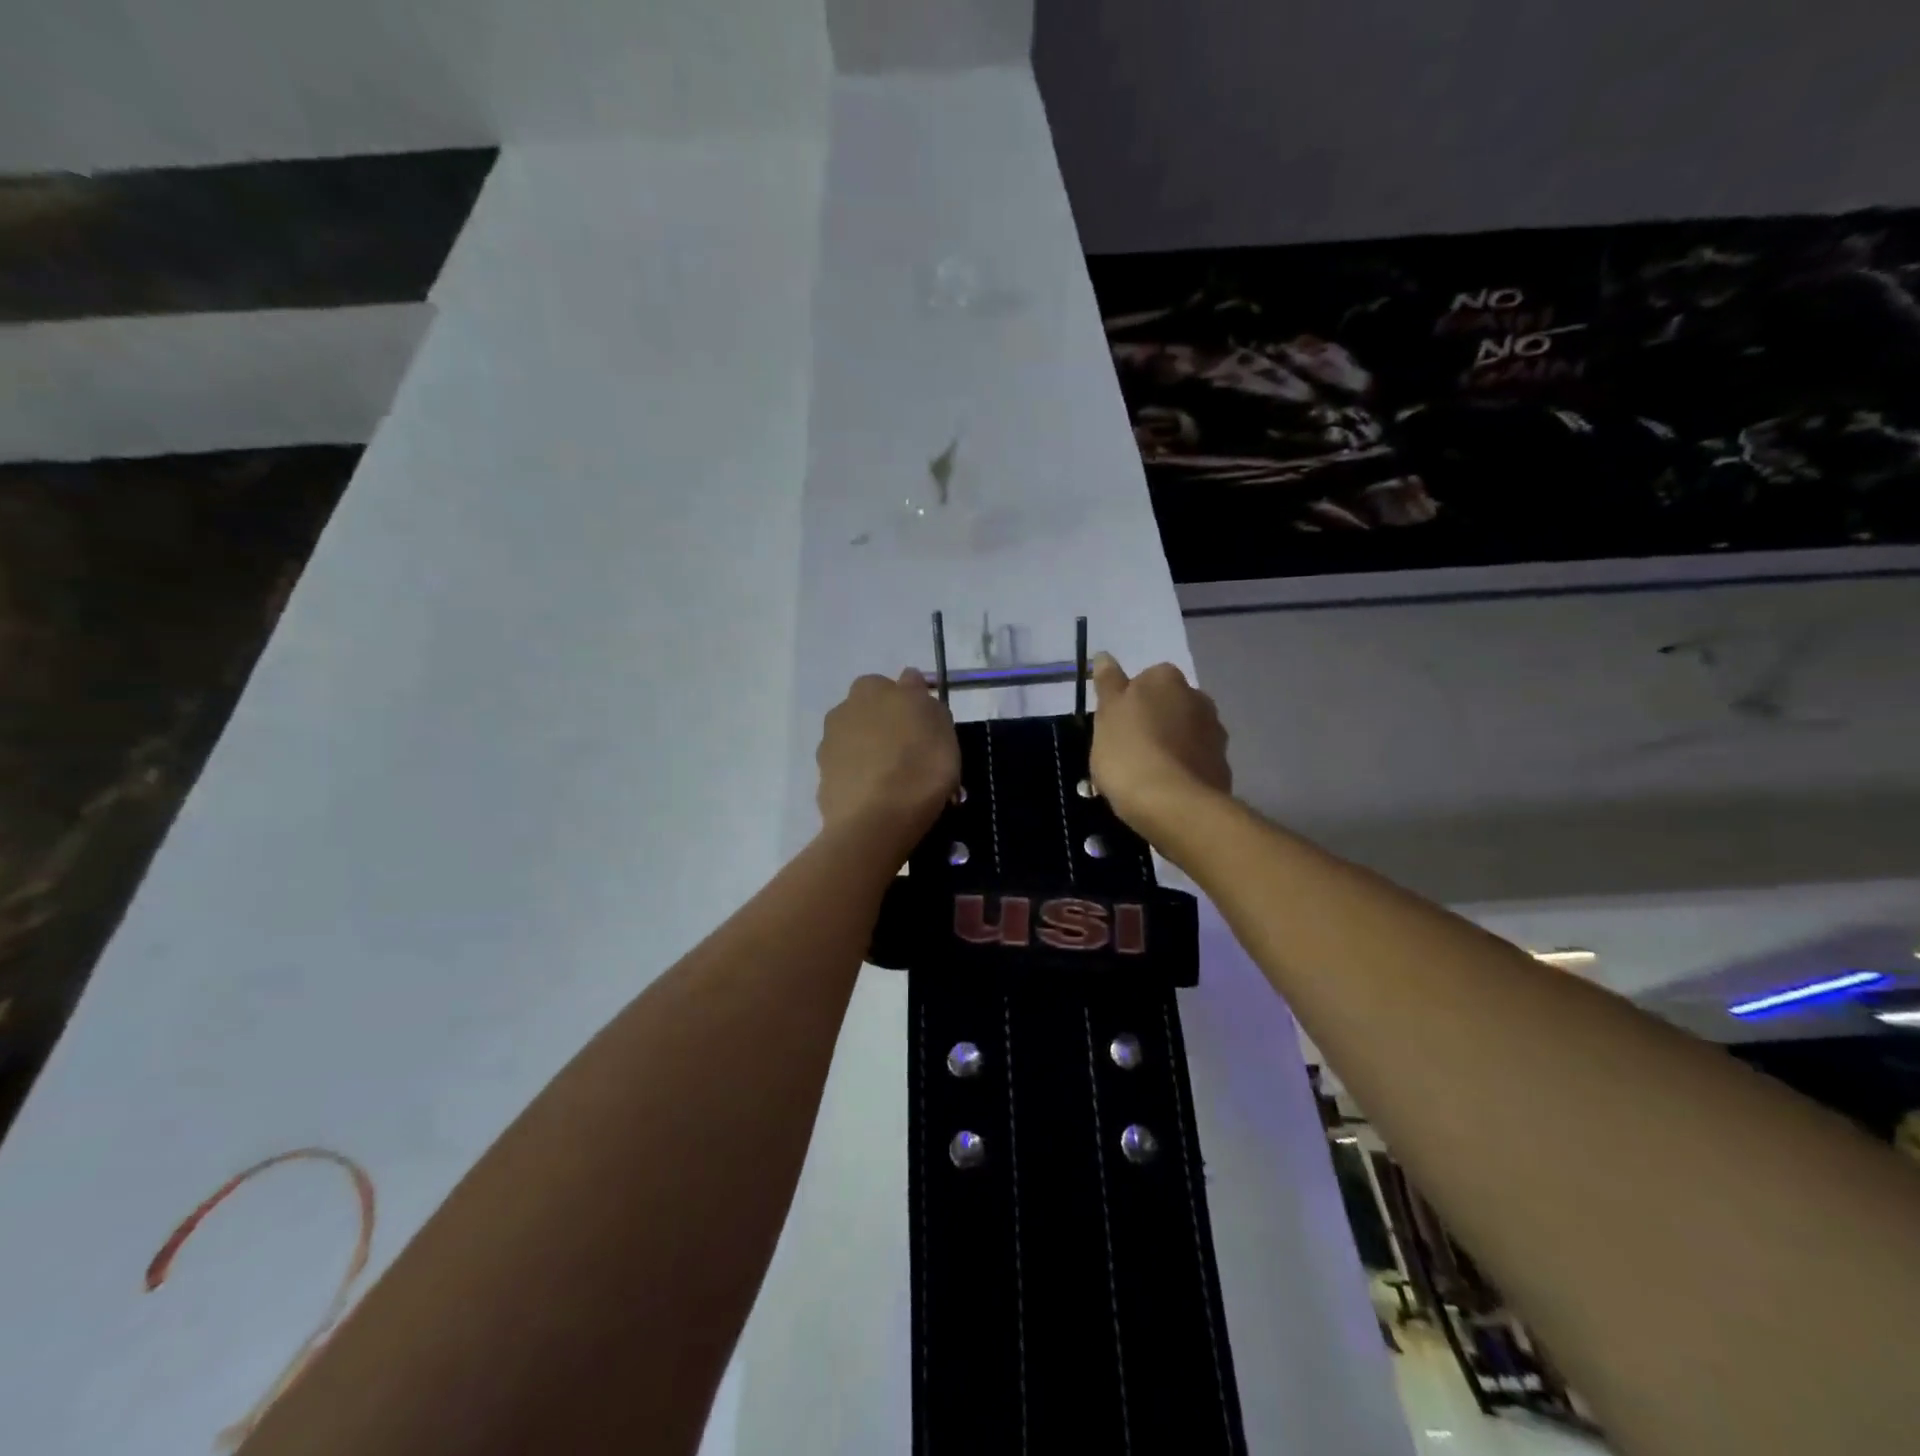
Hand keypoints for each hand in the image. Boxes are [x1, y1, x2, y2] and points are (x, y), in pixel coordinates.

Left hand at [816, 670, 959, 847]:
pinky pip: (848, 770)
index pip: (899, 685)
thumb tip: (911, 685)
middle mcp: (845, 708)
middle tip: (912, 753)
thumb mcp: (943, 728)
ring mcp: (829, 743)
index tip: (928, 729)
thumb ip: (926, 702)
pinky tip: (877, 797)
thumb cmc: (920, 766)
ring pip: (857, 740)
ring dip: (871, 751)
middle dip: (887, 724)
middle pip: (872, 710)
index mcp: (874, 688)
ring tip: (894, 780)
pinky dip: (860, 777)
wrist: (876, 820)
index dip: (914, 705)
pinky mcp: (822, 777)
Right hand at [1089, 655, 1231, 836]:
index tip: (1115, 727)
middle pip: (1168, 705)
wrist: (1173, 804)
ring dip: (1169, 745)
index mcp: (1166, 679)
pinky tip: (1164, 791)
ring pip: (1184, 733)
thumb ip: (1108, 683)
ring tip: (1144, 775)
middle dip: (1153, 722)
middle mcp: (1198, 697)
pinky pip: (1195, 761)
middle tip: (1126, 751)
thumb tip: (1105, 655)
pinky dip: (1182, 769)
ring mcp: (1215, 733)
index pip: (1145, 679)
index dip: (1128, 703)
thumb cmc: (1129, 752)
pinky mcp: (1222, 766)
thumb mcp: (1106, 714)